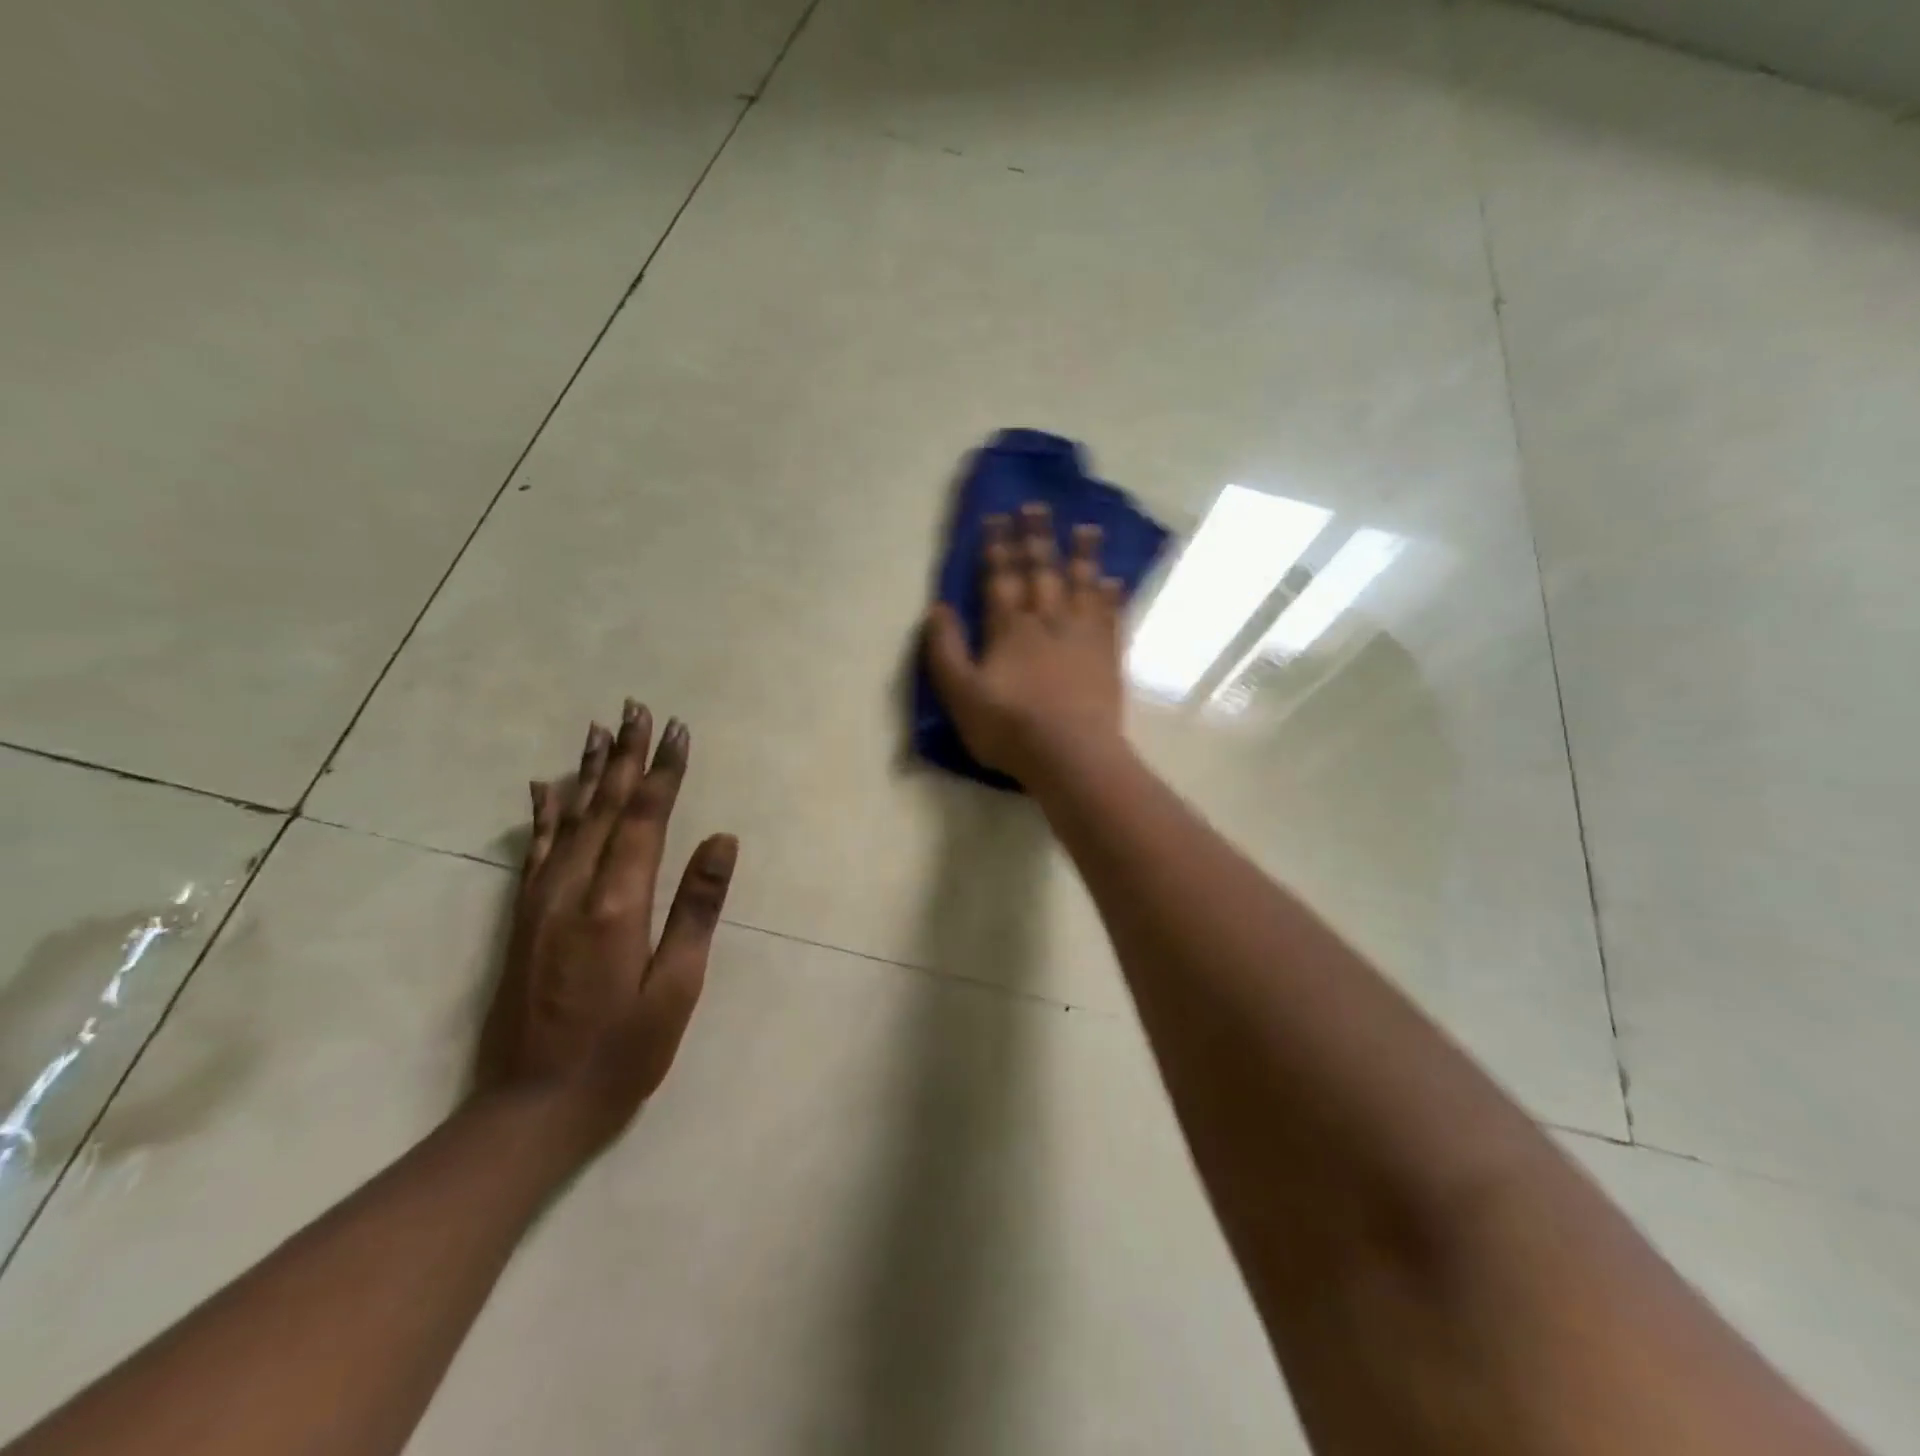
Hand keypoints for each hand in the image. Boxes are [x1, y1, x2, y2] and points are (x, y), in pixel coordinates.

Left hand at [476, 700, 737, 1155]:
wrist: (530, 1110)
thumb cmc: (621, 1054)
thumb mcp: (676, 988)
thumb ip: (697, 909)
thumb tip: (722, 839)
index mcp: (617, 904)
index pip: (646, 818)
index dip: (663, 771)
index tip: (677, 729)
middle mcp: (573, 890)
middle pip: (605, 806)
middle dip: (624, 755)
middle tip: (636, 707)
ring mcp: (540, 903)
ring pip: (568, 819)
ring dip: (586, 771)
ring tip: (597, 729)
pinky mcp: (522, 920)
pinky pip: (535, 851)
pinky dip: (543, 813)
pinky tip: (543, 787)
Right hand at [924, 502, 1125, 781]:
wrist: (1070, 755)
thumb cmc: (1009, 728)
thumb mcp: (960, 694)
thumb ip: (945, 650)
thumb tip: (937, 608)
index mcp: (1009, 629)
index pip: (1000, 578)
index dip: (997, 546)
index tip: (997, 516)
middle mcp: (1047, 621)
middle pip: (1042, 571)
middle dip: (1036, 538)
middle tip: (1037, 506)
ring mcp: (1082, 637)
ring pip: (1082, 585)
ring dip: (1082, 555)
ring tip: (1087, 527)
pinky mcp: (1107, 656)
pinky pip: (1111, 616)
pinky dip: (1112, 596)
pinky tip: (1115, 581)